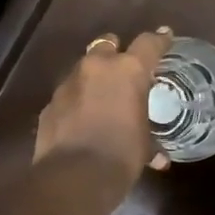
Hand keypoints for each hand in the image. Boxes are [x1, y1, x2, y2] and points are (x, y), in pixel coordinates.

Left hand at [34, 28, 173, 177]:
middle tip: (124, 69)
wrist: (75, 177)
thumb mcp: (143, 146)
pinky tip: (80, 120)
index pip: (149, 43)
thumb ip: (150, 142)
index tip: (165, 37)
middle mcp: (96, 67)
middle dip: (116, 52)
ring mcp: (68, 84)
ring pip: (83, 68)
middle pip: (107, 44)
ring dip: (93, 78)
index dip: (159, 40)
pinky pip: (67, 94)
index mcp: (128, 71)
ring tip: (101, 98)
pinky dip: (76, 101)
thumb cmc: (121, 156)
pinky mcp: (50, 103)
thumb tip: (158, 159)